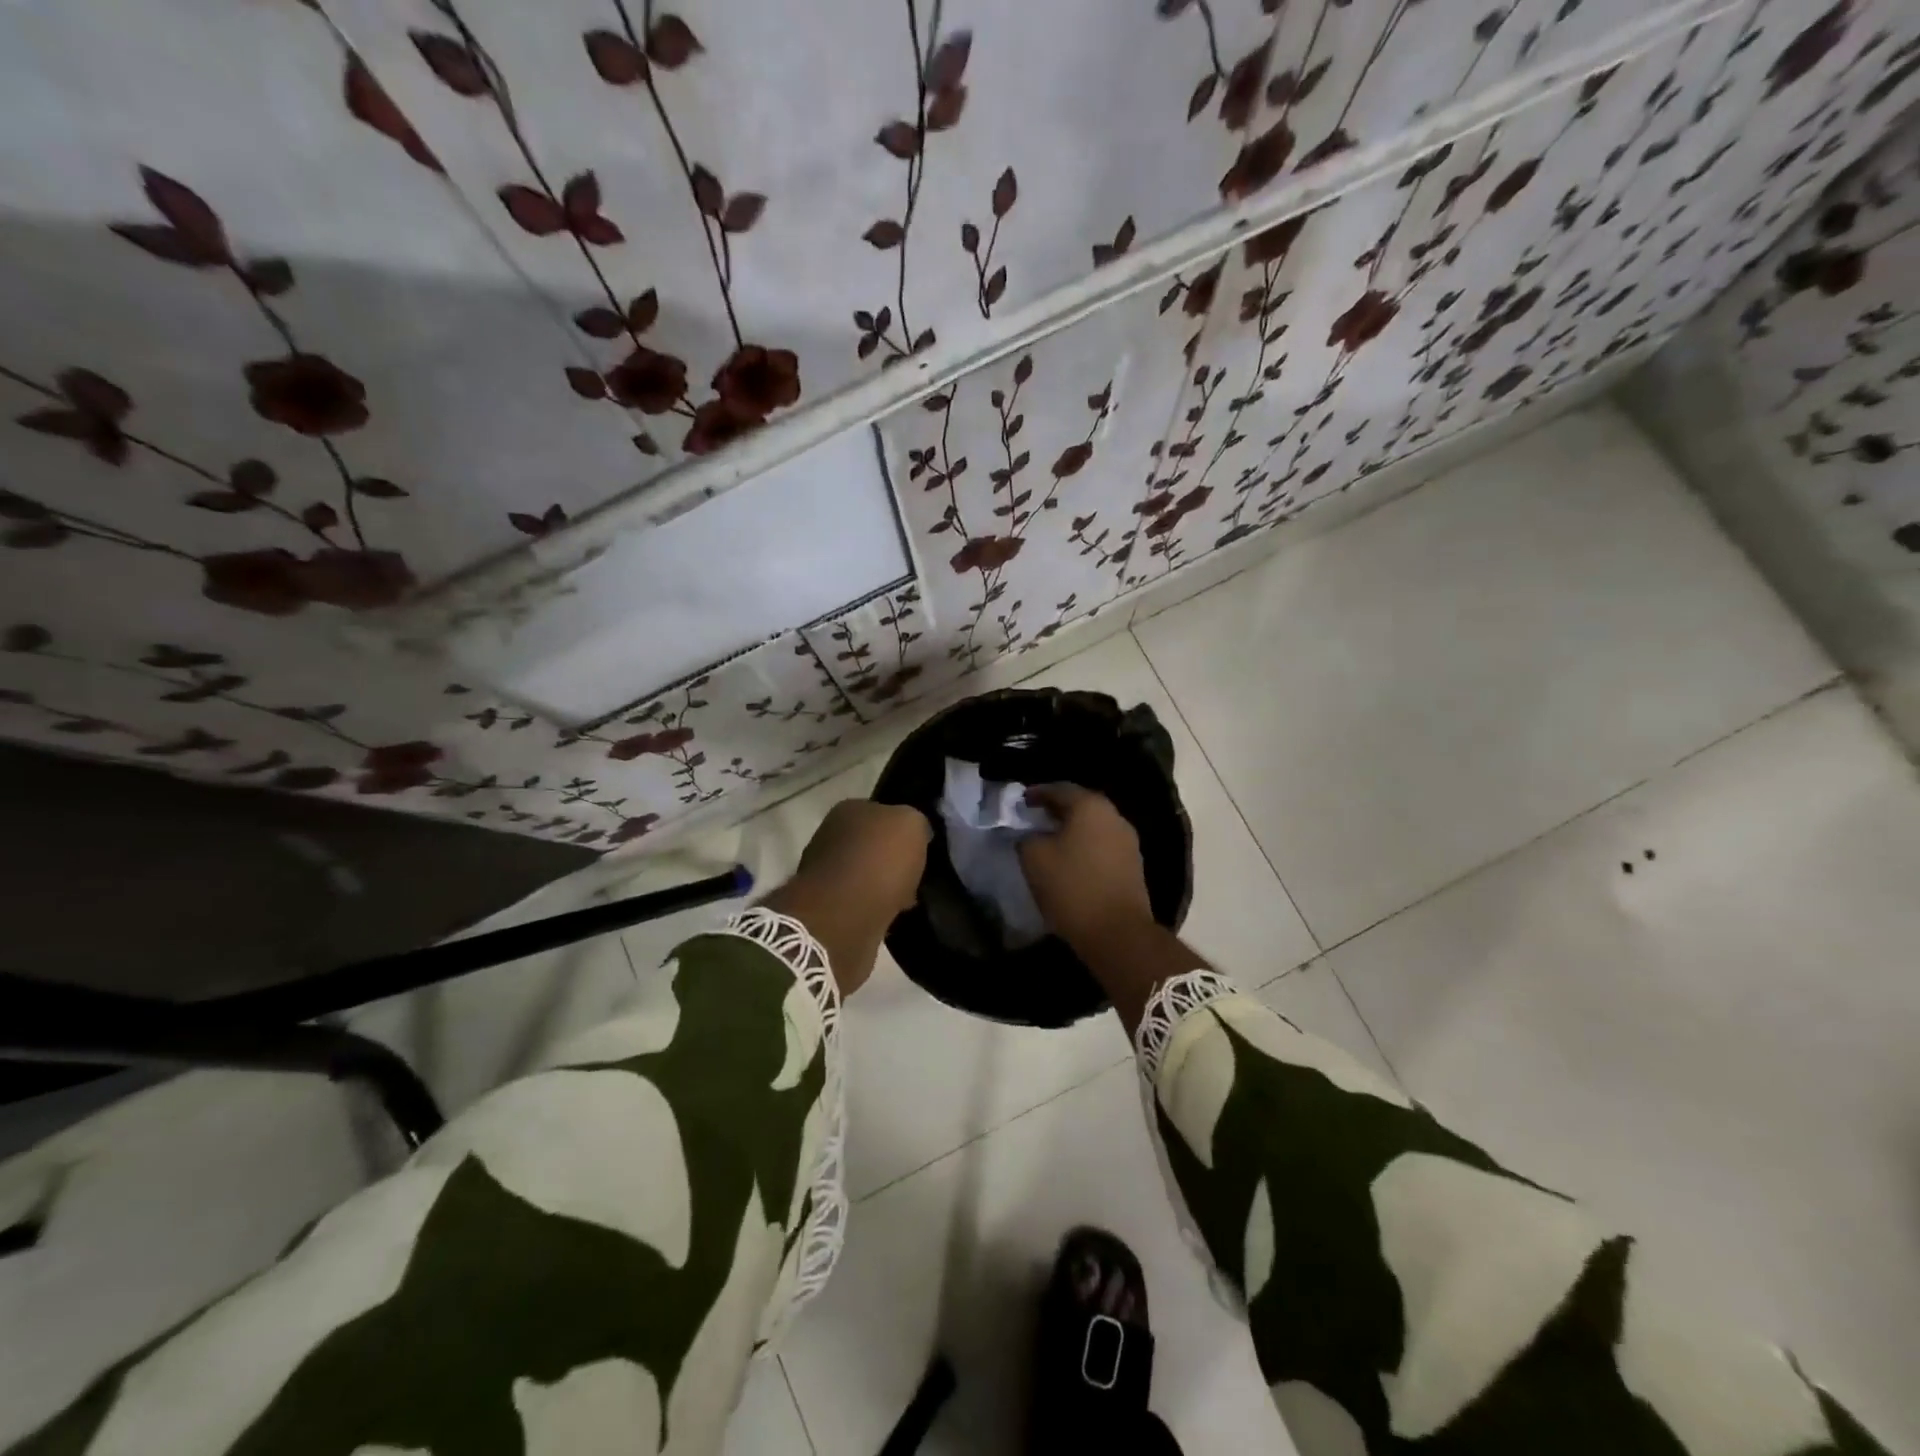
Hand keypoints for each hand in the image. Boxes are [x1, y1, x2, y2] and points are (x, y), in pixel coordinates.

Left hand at [762, 799, 929, 996]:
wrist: (845, 916)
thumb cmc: (879, 860)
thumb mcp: (912, 824)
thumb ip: (914, 821)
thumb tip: (914, 833)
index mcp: (849, 809)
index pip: (881, 812)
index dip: (902, 829)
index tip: (920, 847)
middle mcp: (831, 835)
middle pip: (871, 844)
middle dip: (892, 860)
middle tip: (916, 875)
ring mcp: (824, 873)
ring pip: (865, 875)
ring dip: (884, 886)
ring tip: (909, 899)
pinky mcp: (826, 907)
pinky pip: (860, 902)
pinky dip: (875, 908)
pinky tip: (893, 916)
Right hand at [1019, 784, 1205, 1033]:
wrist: (1117, 933)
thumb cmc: (1072, 887)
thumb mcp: (1034, 858)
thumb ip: (1026, 837)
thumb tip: (1029, 834)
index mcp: (1090, 806)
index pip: (1059, 789)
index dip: (1036, 793)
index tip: (1020, 801)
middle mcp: (1114, 816)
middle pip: (1080, 804)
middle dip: (1055, 810)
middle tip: (1033, 818)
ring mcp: (1128, 841)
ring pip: (1093, 826)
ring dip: (1071, 829)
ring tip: (1049, 840)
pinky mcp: (1133, 865)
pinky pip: (1102, 845)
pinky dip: (1084, 846)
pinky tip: (1070, 859)